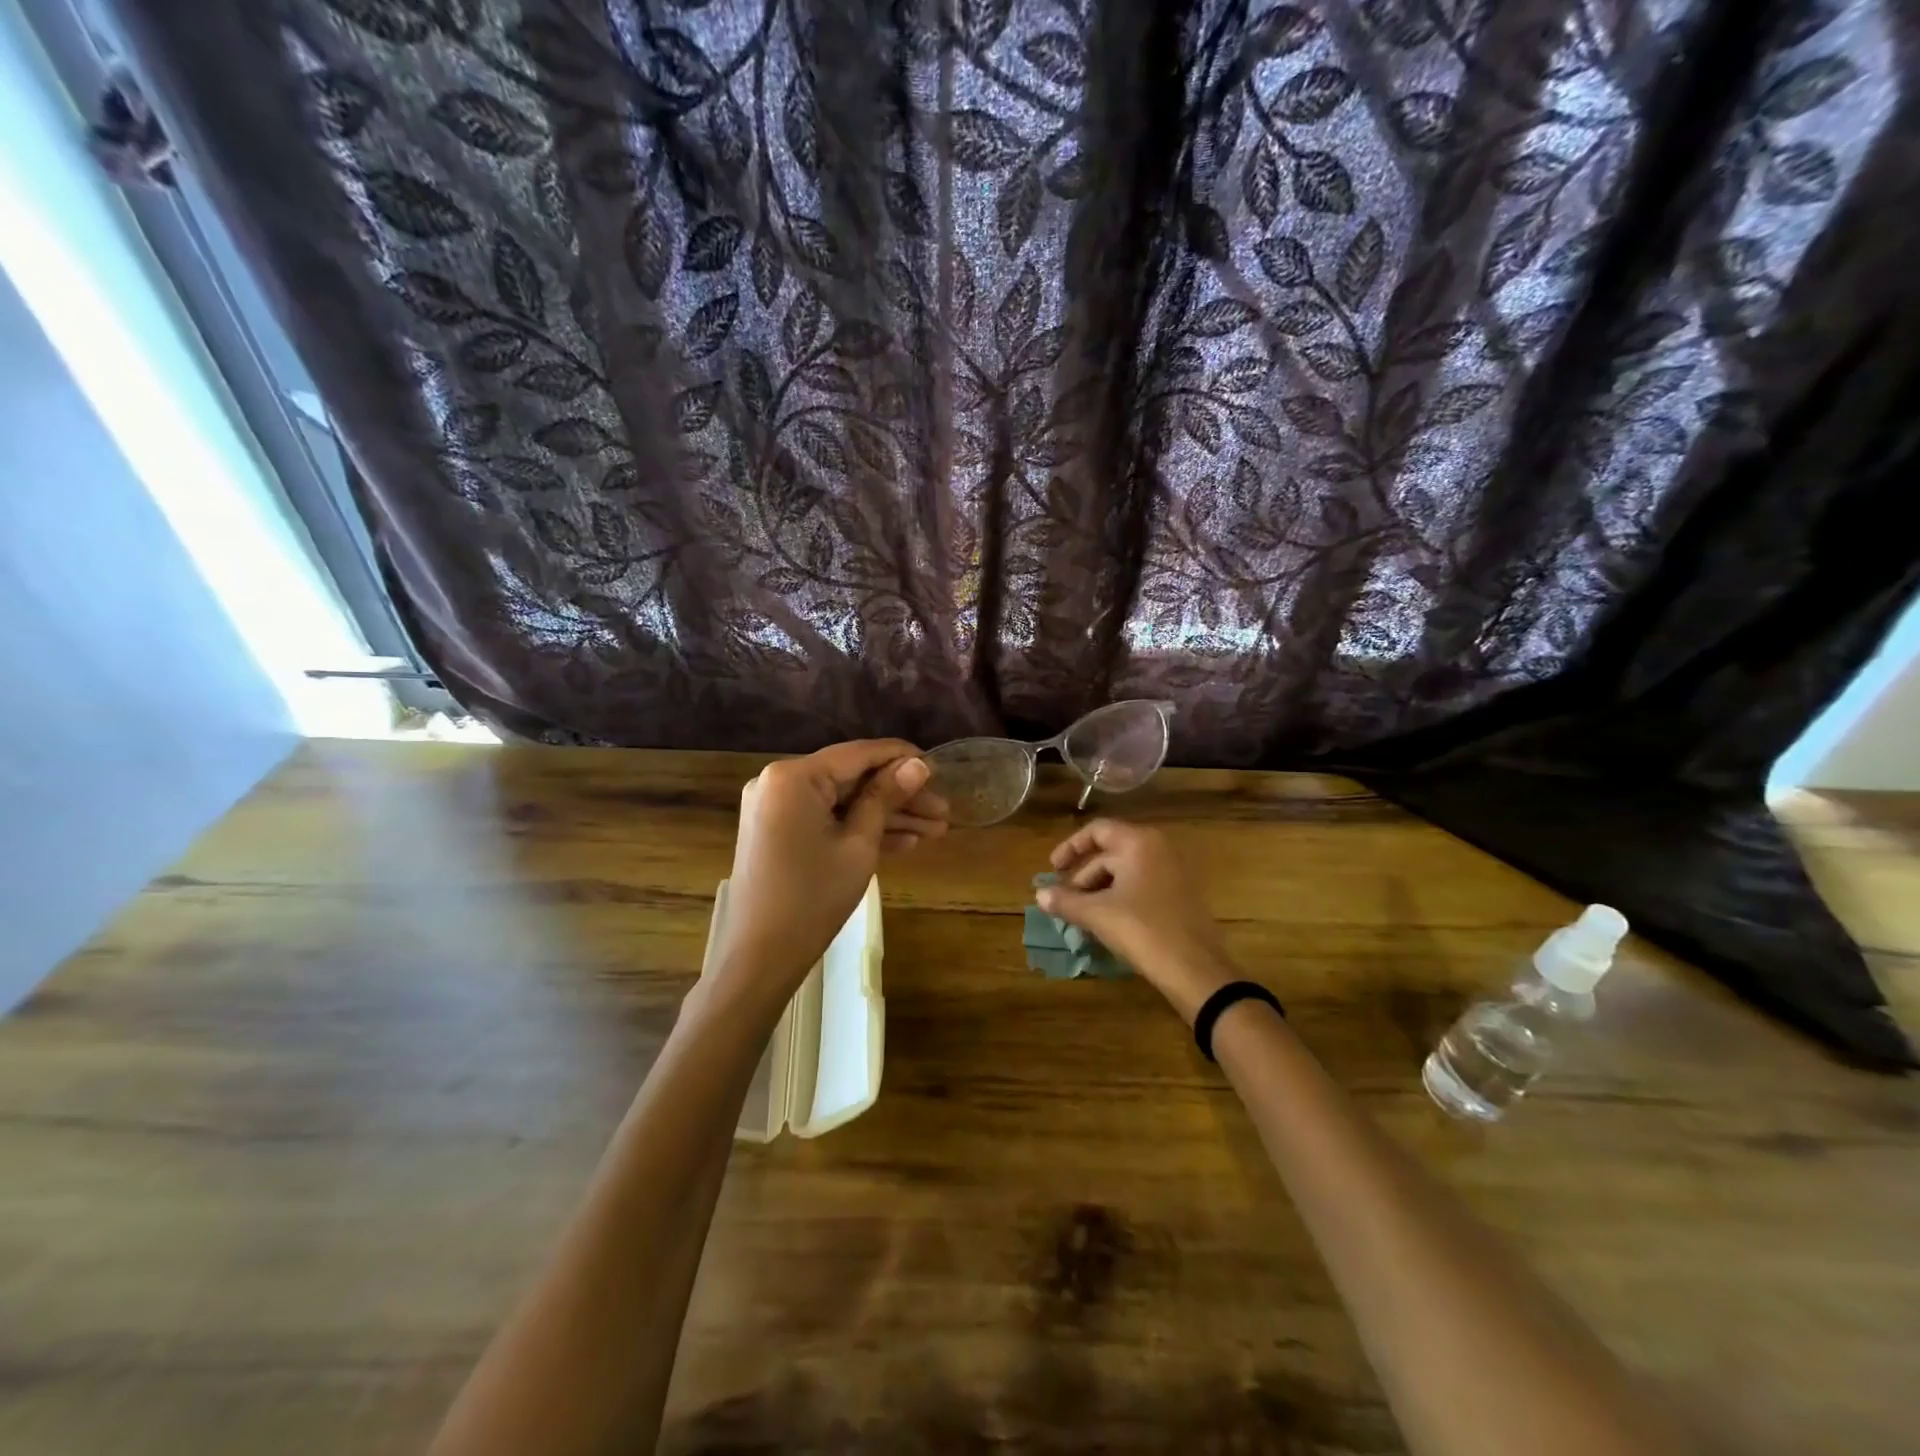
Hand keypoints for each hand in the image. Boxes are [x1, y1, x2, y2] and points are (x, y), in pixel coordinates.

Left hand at [709, 740, 946, 1011]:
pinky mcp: (778, 832)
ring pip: (841, 802)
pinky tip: (904, 843)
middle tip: (943, 812)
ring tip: (936, 831)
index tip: (939, 768)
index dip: (901, 758)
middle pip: (851, 779)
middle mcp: (779, 782)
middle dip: (899, 797)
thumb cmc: (813, 898)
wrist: (760, 958)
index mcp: (794, 776)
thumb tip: (918, 764)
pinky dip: (858, 829)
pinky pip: (825, 820)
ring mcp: (776, 808)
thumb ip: (886, 798)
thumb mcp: (859, 845)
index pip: (858, 754)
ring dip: (885, 816)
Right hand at [1039, 819, 1235, 1022]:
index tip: (1053, 870)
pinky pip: (1142, 885)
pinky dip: (1120, 898)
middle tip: (1065, 903)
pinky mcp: (1180, 894)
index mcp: (1139, 842)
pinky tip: (1108, 922)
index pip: (1097, 831)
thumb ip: (1065, 901)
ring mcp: (1173, 871)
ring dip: (1099, 890)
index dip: (1070, 848)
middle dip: (1083, 877)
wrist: (1196, 970)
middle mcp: (1159, 848)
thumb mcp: (1097, 915)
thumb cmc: (1143, 930)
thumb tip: (1039, 894)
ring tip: (1083, 917)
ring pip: (1125, 872)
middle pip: (1110, 853)